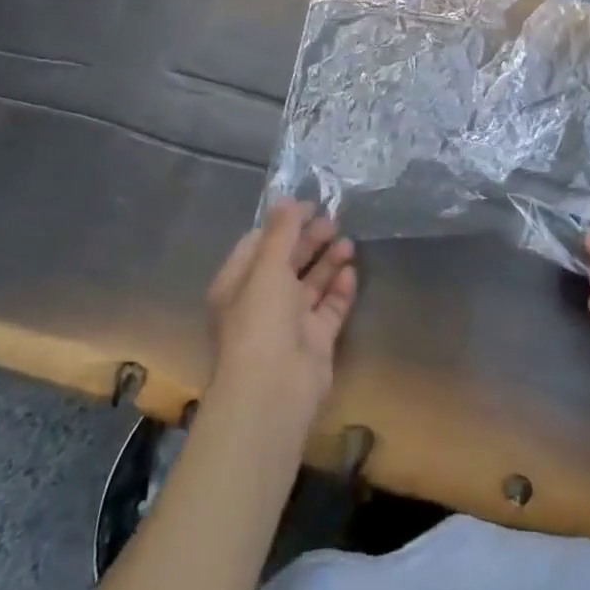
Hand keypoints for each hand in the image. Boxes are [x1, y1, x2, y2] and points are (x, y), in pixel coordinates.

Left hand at [206, 200, 357, 433]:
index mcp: (238, 284)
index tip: (311, 205)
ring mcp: (289, 323)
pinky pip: (329, 307)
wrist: (274, 391)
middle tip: (335, 221)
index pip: (259, 244)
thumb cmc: (260, 321)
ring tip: (348, 243)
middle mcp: (262, 301)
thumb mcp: (267, 267)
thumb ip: (281, 232)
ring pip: (311, 283)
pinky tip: (351, 273)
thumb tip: (287, 198)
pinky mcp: (315, 340)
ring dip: (328, 261)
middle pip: (288, 262)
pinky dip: (340, 290)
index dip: (284, 223)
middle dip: (310, 240)